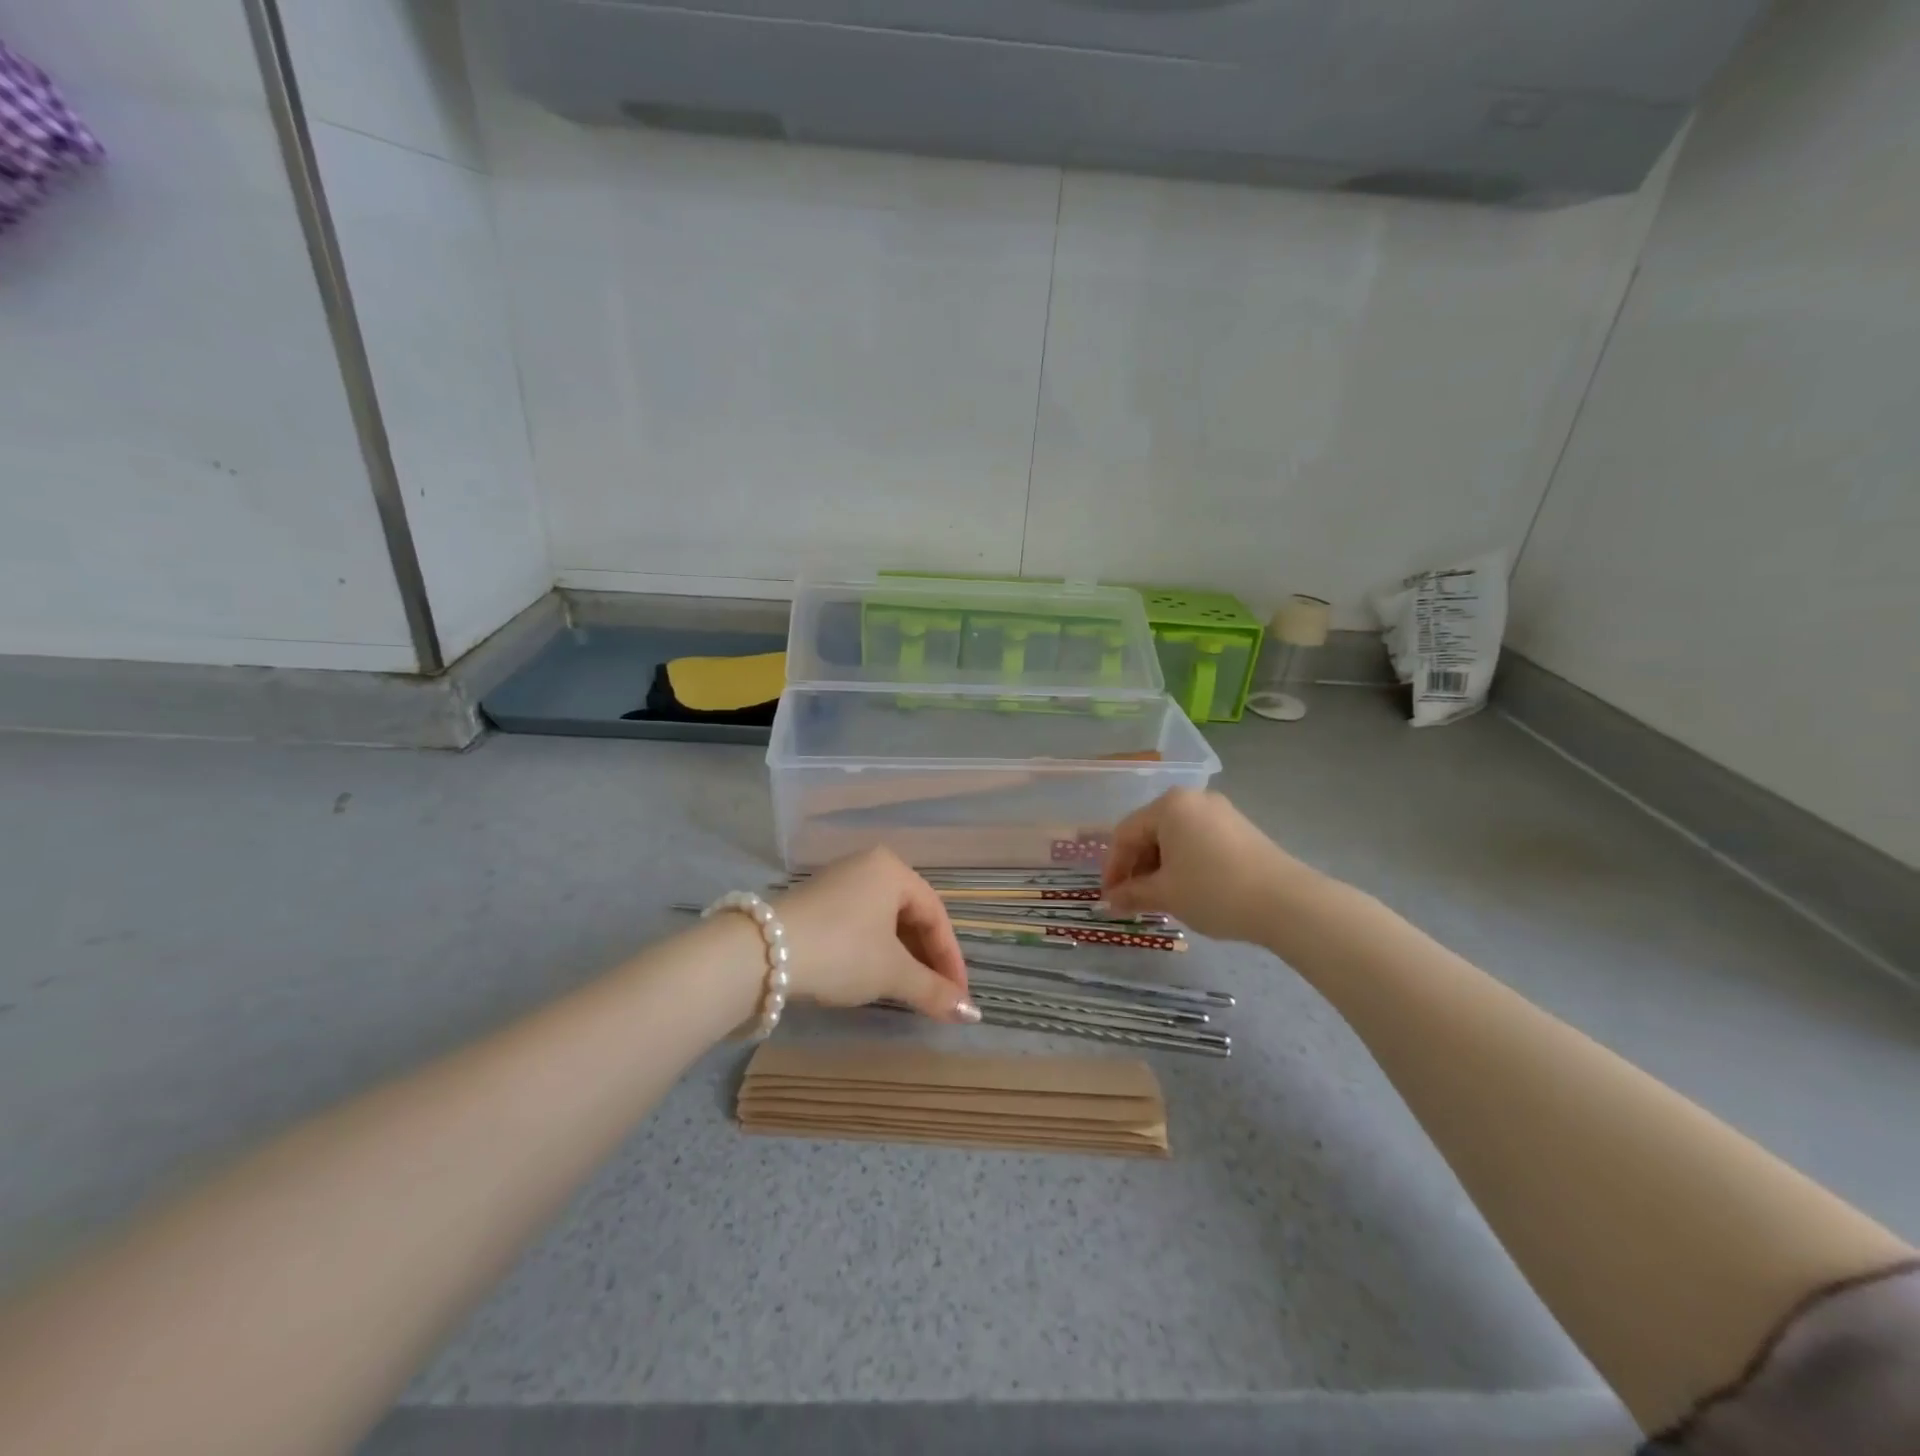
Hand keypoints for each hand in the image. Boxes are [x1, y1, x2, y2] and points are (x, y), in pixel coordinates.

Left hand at [774, 848, 978, 1022]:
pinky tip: (873, 977)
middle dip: (927, 959)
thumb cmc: (840, 952)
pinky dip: (875, 952)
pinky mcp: (816, 904)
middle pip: (911, 916)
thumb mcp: (891, 973)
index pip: (936, 916)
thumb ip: (934, 991)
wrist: (760, 954)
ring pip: (884, 922)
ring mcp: (839, 883)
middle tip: (937, 996)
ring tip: (909, 992)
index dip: (952, 960)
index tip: (959, 997)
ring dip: (901, 958)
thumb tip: (973, 1015)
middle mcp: (867, 867)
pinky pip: (860, 925)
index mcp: (892, 869)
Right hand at [1102, 789, 1300, 943]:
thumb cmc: (1214, 891)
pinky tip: (1186, 888)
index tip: (1109, 897)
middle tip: (1131, 899)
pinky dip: (1183, 862)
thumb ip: (1133, 893)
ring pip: (1174, 837)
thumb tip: (1110, 900)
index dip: (1113, 868)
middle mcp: (1193, 799)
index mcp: (1169, 806)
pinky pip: (1198, 840)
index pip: (1125, 834)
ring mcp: (1220, 812)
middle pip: (1150, 831)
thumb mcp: (1166, 894)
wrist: (1286, 902)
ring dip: (1159, 866)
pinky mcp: (1240, 828)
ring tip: (1158, 898)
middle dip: (1137, 867)